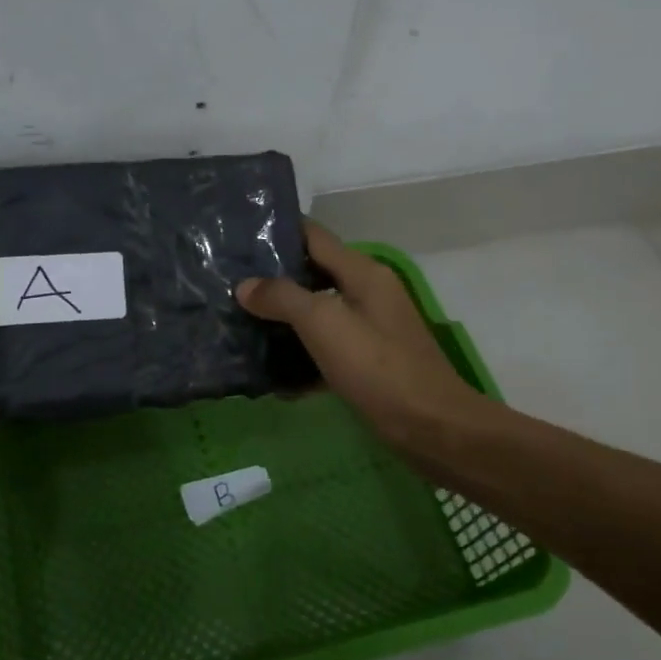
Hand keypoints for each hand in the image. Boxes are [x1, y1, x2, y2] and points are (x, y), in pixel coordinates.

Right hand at [238, 222, 484, 457]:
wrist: (430, 427)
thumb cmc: (377, 367)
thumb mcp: (324, 324)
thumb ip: (283, 298)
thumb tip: (245, 286)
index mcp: (363, 272)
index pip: (314, 236)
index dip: (276, 232)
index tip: (237, 238)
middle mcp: (368, 293)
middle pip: (313, 274)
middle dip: (273, 280)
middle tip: (229, 286)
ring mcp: (369, 329)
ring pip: (317, 313)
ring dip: (283, 319)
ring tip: (240, 324)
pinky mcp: (367, 362)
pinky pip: (326, 348)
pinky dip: (301, 355)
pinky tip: (271, 373)